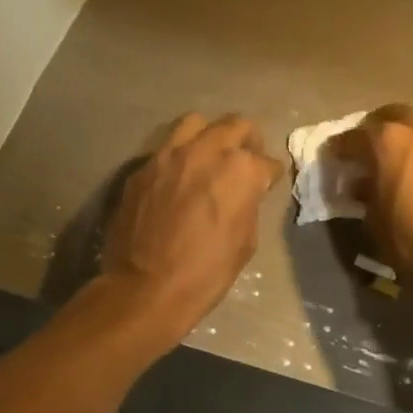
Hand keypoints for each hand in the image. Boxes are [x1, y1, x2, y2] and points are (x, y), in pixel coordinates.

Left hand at [97, 113, 282, 346]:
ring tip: (209, 156)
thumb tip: (246, 192)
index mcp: (240, 170)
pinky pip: (166, 150)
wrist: (146, 288)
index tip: (268, 183)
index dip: (270, 175)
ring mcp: (169, 155)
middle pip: (235, 126)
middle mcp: (206, 151)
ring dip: (209, 136)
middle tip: (246, 158)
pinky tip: (177, 179)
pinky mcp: (142, 169)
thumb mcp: (245, 242)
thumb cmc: (206, 273)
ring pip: (196, 124)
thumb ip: (249, 204)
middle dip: (246, 141)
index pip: (266, 162)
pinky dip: (179, 158)